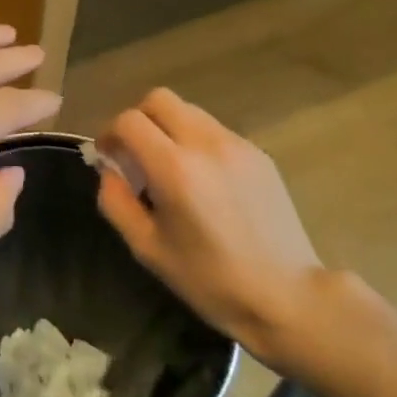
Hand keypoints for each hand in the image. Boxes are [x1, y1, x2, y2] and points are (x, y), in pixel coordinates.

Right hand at [95, 88, 331, 371]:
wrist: (288, 297)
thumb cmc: (211, 280)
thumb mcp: (147, 249)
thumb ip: (116, 202)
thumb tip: (110, 171)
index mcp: (174, 169)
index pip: (129, 121)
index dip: (109, 133)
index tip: (108, 156)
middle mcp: (206, 144)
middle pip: (159, 99)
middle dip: (138, 119)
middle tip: (135, 153)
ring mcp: (237, 145)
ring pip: (189, 111)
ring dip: (168, 128)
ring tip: (170, 167)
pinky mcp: (259, 154)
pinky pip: (215, 131)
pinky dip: (196, 142)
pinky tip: (203, 181)